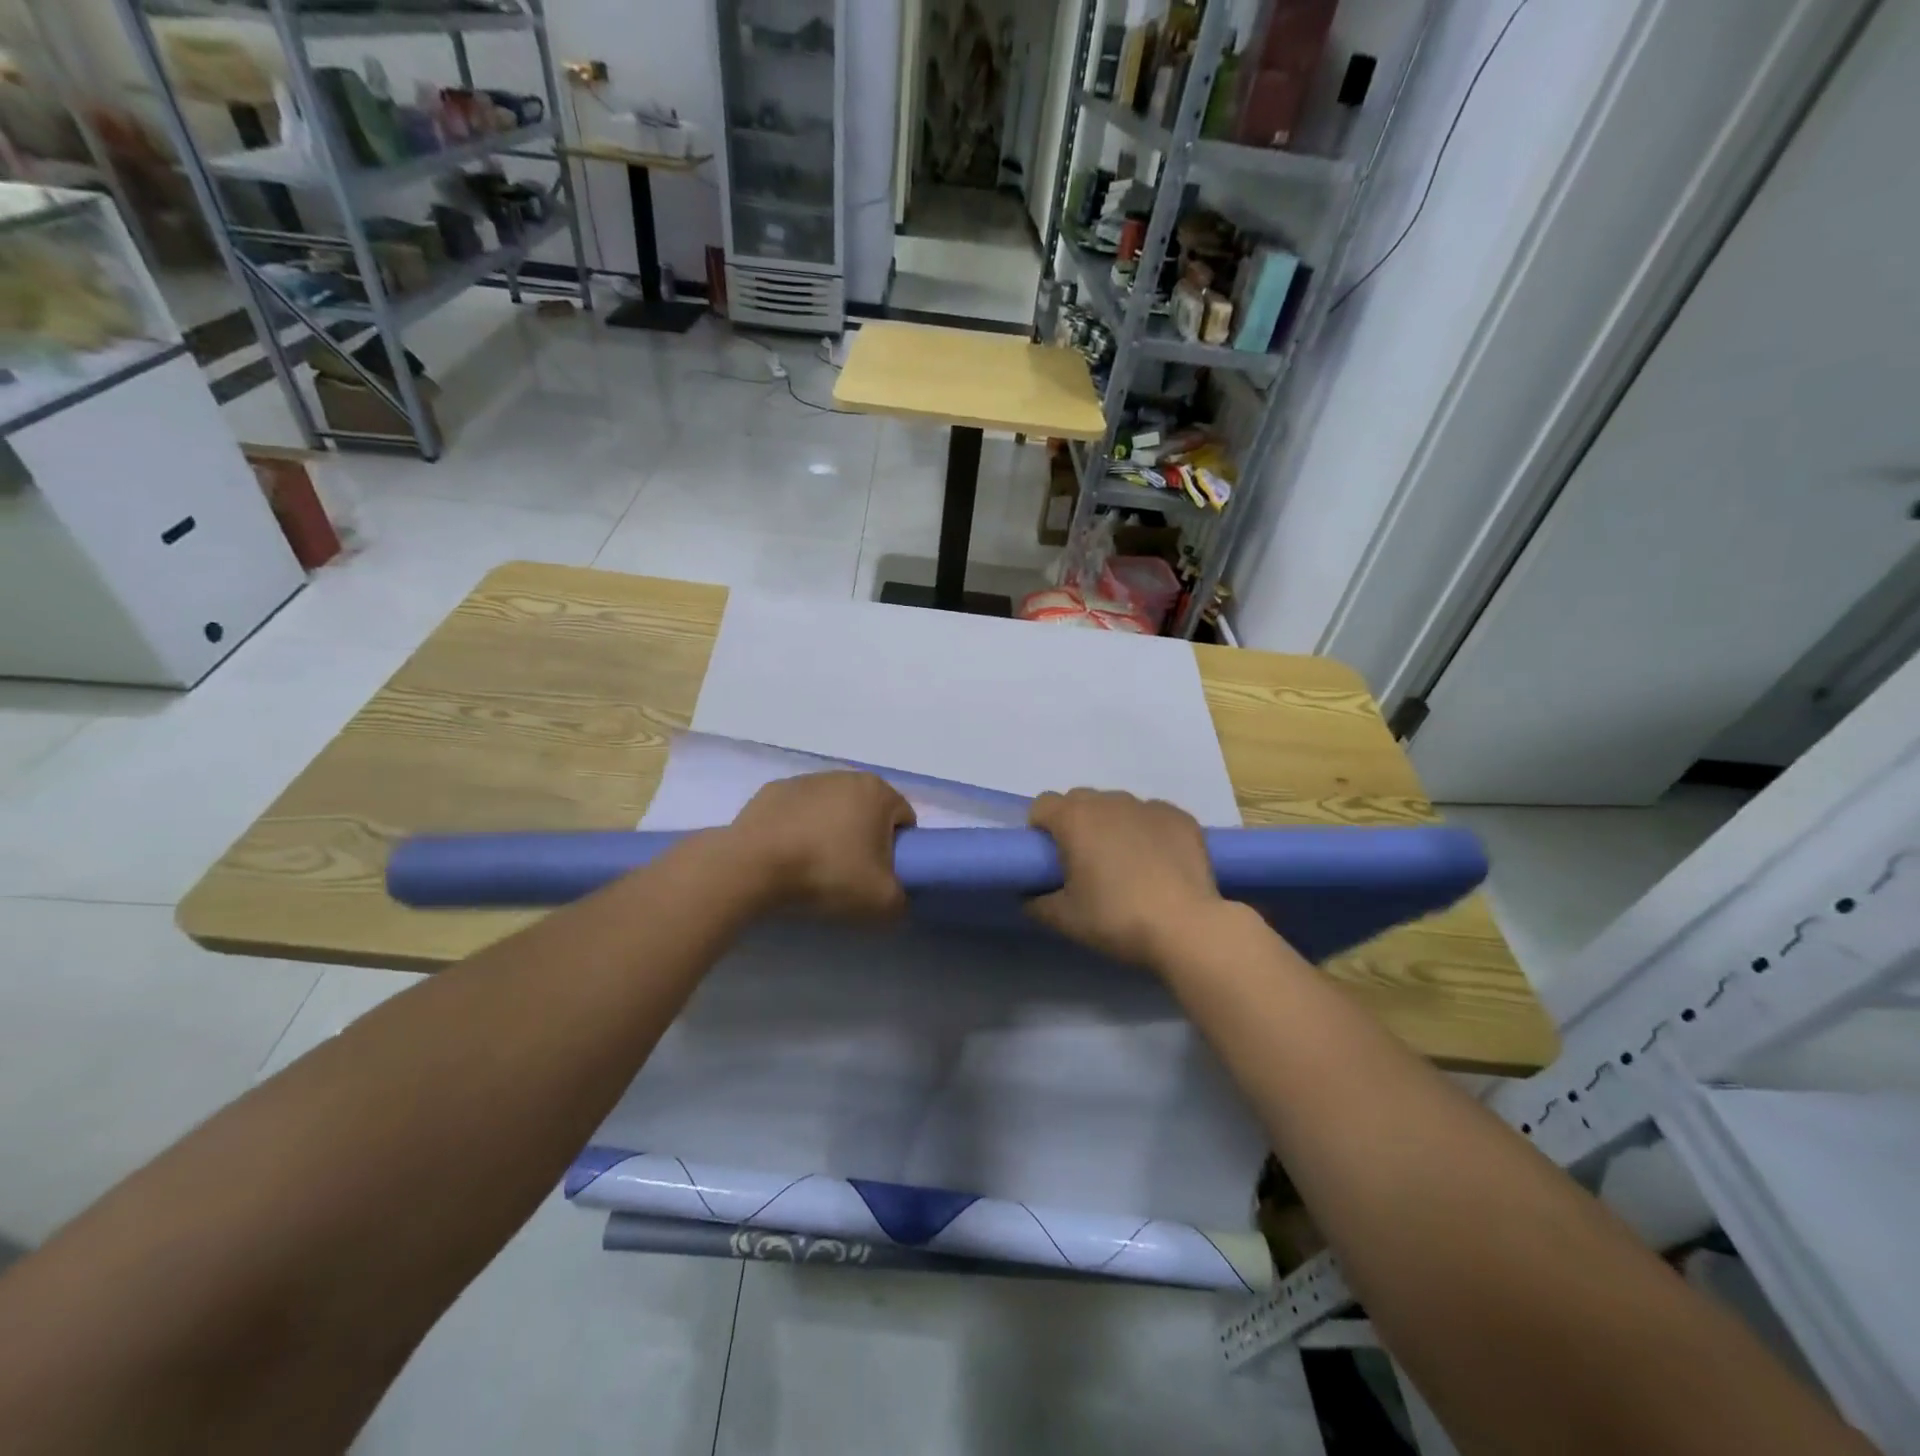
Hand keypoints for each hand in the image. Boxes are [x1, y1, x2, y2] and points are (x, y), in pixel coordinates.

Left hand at [724, 771, 915, 919]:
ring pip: (832, 809)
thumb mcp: (882, 901)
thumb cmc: (827, 873)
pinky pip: (798, 813)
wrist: (753, 866)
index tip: (880, 875)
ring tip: (813, 867)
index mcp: (877, 791)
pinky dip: (798, 829)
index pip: (903, 820)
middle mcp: (845, 775)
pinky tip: (786, 856)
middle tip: (849, 874)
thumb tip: (897, 899)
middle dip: (864, 839)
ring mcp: (806, 780)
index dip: (899, 850)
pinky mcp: (772, 791)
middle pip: (867, 811)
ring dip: (830, 833)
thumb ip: (902, 900)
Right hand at [1026, 788, 1223, 968]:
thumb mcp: (1064, 919)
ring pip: (1117, 806)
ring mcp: (1148, 805)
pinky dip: (1147, 831)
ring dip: (1112, 825)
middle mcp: (1109, 801)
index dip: (1040, 829)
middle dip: (1075, 824)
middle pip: (1080, 801)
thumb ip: (1036, 902)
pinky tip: (1158, 863)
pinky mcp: (1180, 817)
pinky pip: (1152, 816)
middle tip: (1085, 863)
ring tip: (1126, 864)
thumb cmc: (1116, 919)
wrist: (1187, 927)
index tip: (1050, 859)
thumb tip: (1029, 894)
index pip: (1042, 805)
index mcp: (1074, 818)